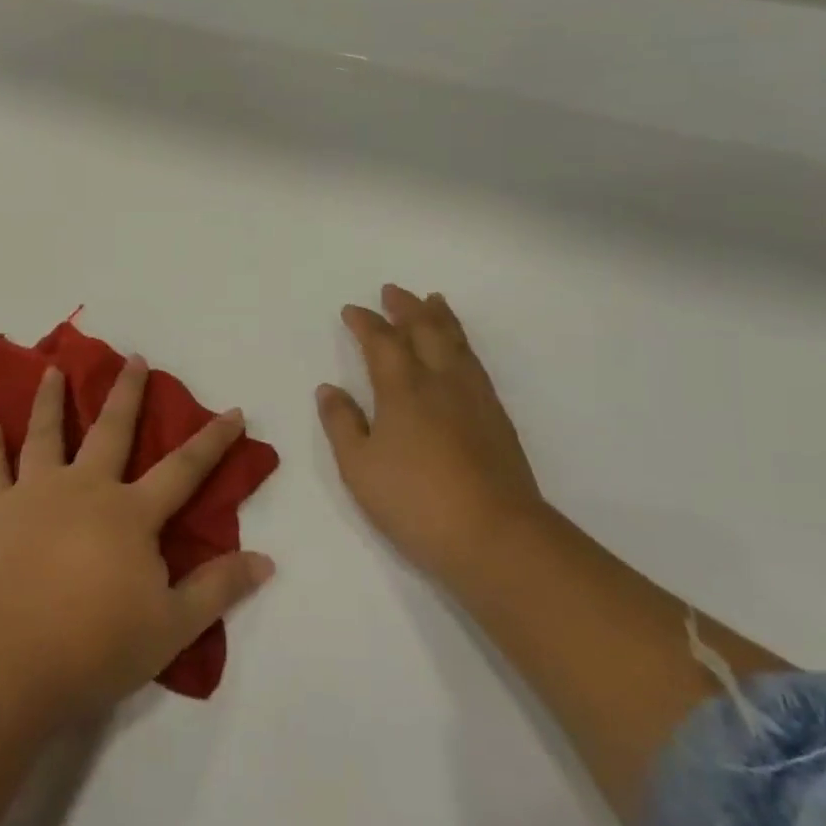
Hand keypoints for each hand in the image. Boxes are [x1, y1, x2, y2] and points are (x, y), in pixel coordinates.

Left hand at [0, 357, 275, 720]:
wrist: (6, 662)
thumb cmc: (95, 646)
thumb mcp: (171, 626)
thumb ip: (218, 589)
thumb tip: (266, 559)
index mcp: (130, 513)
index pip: (183, 468)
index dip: (213, 440)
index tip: (233, 410)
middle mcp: (84, 489)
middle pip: (112, 431)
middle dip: (127, 393)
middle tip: (134, 358)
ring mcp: (35, 495)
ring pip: (46, 435)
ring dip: (52, 400)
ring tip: (54, 370)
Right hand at [317, 285, 545, 583]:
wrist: (495, 535)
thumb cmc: (414, 500)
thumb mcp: (359, 466)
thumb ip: (341, 423)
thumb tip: (329, 388)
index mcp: (402, 389)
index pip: (381, 342)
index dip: (365, 322)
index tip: (352, 310)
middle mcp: (440, 381)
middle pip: (424, 330)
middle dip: (406, 308)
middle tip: (393, 291)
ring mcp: (474, 397)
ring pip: (456, 342)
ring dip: (440, 318)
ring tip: (434, 301)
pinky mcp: (496, 417)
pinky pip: (475, 362)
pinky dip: (462, 343)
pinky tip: (461, 352)